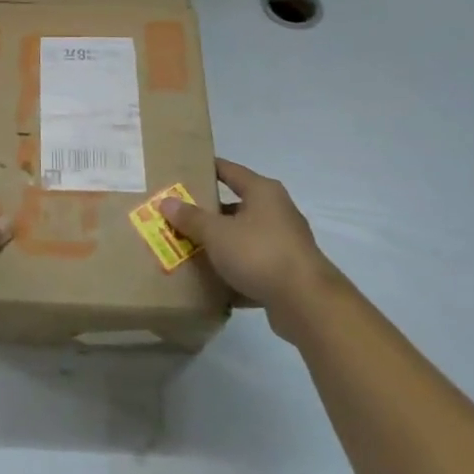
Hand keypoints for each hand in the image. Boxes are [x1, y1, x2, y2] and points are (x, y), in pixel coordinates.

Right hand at [160, 158, 333, 336]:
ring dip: (220, 244)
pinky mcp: (285, 273)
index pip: (229, 170)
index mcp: (262, 192)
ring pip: (243, 238)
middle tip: (177, 216)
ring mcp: (283, 243)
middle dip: (207, 213)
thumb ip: (191, 217)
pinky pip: (252, 266)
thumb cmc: (260, 254)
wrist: (307, 304)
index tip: (182, 172)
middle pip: (235, 206)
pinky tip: (211, 282)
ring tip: (188, 249)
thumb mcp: (217, 233)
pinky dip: (233, 271)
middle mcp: (276, 211)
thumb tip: (166, 201)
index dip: (206, 169)